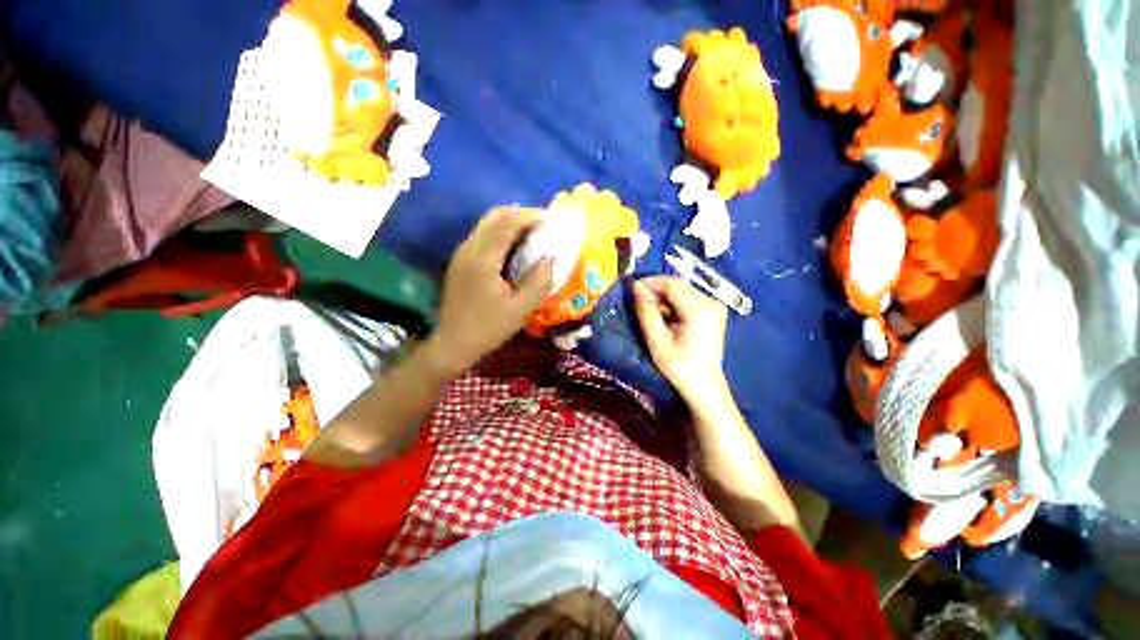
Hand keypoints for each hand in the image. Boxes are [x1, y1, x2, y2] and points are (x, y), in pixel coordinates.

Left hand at [428, 207, 553, 374]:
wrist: (452, 343)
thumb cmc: (487, 329)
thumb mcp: (519, 310)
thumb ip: (538, 282)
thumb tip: (551, 257)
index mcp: (483, 260)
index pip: (507, 222)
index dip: (530, 216)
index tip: (551, 221)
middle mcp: (469, 249)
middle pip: (495, 215)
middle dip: (522, 214)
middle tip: (544, 226)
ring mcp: (462, 253)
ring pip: (488, 223)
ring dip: (512, 223)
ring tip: (534, 235)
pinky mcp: (461, 260)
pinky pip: (484, 235)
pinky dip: (503, 233)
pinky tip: (516, 248)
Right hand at [632, 276, 727, 401]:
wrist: (704, 385)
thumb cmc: (678, 366)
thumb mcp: (656, 340)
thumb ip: (646, 311)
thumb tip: (636, 288)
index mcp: (699, 309)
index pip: (672, 284)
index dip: (651, 282)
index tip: (633, 288)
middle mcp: (711, 302)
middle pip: (679, 285)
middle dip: (656, 289)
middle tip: (639, 301)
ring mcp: (715, 306)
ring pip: (683, 290)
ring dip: (664, 296)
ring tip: (650, 309)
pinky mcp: (714, 311)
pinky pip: (689, 298)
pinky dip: (674, 302)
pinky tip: (665, 314)